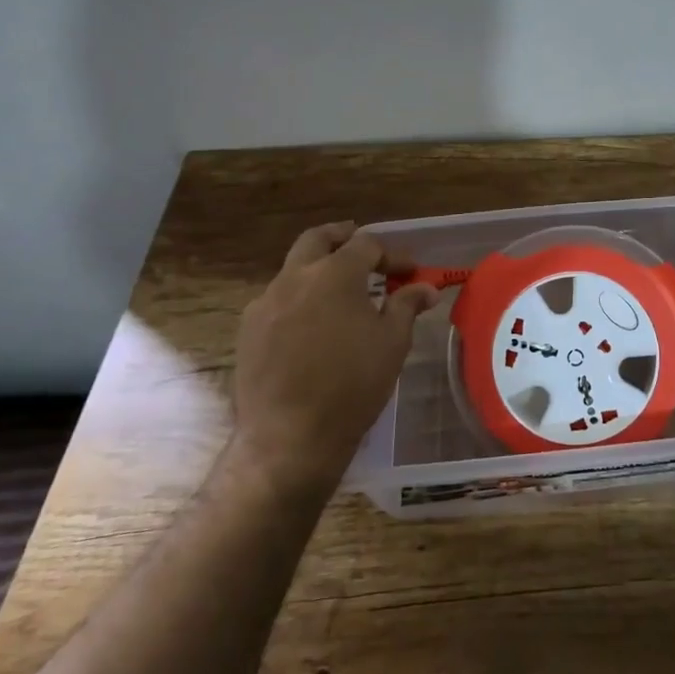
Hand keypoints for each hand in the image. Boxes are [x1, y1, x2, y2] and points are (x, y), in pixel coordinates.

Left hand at [229, 221, 437, 483]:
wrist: (290, 436)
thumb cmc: (353, 384)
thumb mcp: (392, 342)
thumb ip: (406, 306)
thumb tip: (426, 287)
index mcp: (335, 274)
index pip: (366, 245)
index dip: (391, 255)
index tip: (408, 272)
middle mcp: (296, 277)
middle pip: (318, 239)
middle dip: (342, 237)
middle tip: (360, 248)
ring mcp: (266, 302)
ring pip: (293, 269)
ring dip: (318, 270)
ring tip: (338, 292)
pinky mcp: (249, 329)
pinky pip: (276, 300)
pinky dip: (298, 299)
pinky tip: (311, 325)